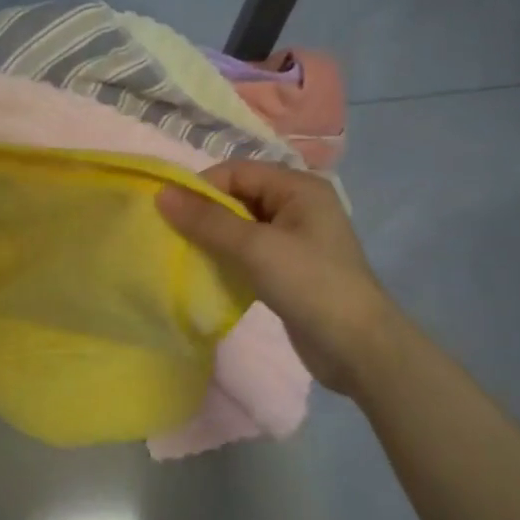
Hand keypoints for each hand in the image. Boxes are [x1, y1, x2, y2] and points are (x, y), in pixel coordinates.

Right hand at [159, 161, 399, 395]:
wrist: (357, 347)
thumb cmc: (310, 284)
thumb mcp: (256, 247)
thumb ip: (208, 221)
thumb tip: (162, 194)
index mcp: (298, 188)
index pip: (237, 172)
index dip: (201, 188)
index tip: (167, 213)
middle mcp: (298, 207)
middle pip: (239, 197)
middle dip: (205, 214)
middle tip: (171, 236)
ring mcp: (295, 240)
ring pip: (242, 228)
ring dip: (213, 239)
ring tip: (184, 256)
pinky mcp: (289, 270)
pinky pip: (249, 254)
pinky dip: (227, 260)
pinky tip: (208, 274)